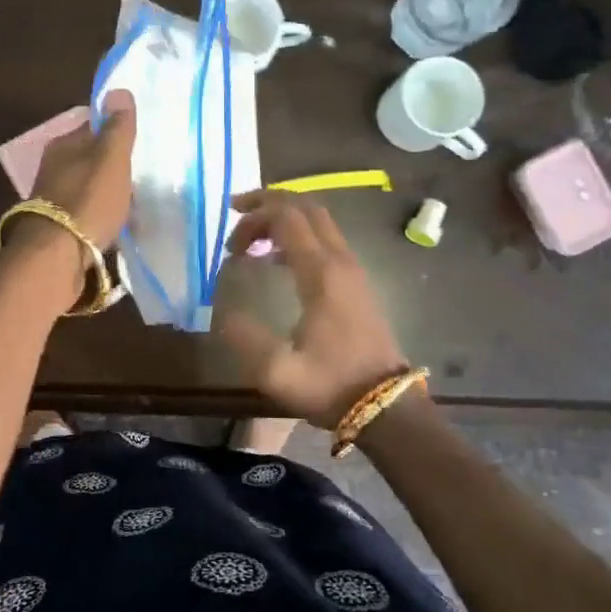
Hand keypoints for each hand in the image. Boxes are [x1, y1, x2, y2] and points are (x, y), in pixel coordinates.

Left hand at [28, 89, 135, 247]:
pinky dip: (101, 215)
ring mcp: (53, 198)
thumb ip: (118, 128)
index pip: (93, 127)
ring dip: (108, 192)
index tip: (139, 141)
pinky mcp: (57, 227)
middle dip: (113, 165)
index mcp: (64, 144)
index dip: (117, 131)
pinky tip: (116, 224)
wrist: (56, 256)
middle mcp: (53, 167)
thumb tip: (118, 90)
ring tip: (135, 202)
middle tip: (142, 174)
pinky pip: (86, 212)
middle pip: (90, 158)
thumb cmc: (88, 200)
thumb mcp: (111, 159)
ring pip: (88, 186)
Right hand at [217, 191, 409, 427]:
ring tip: (251, 244)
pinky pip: (326, 240)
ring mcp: (354, 270)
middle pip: (306, 207)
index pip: (287, 216)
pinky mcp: (358, 283)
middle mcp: (340, 261)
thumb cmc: (331, 386)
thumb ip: (244, 337)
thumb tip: (224, 312)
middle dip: (268, 205)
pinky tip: (277, 262)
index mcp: (321, 273)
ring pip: (319, 221)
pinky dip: (298, 237)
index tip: (228, 239)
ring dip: (283, 221)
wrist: (386, 406)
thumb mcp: (278, 371)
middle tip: (236, 223)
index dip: (253, 215)